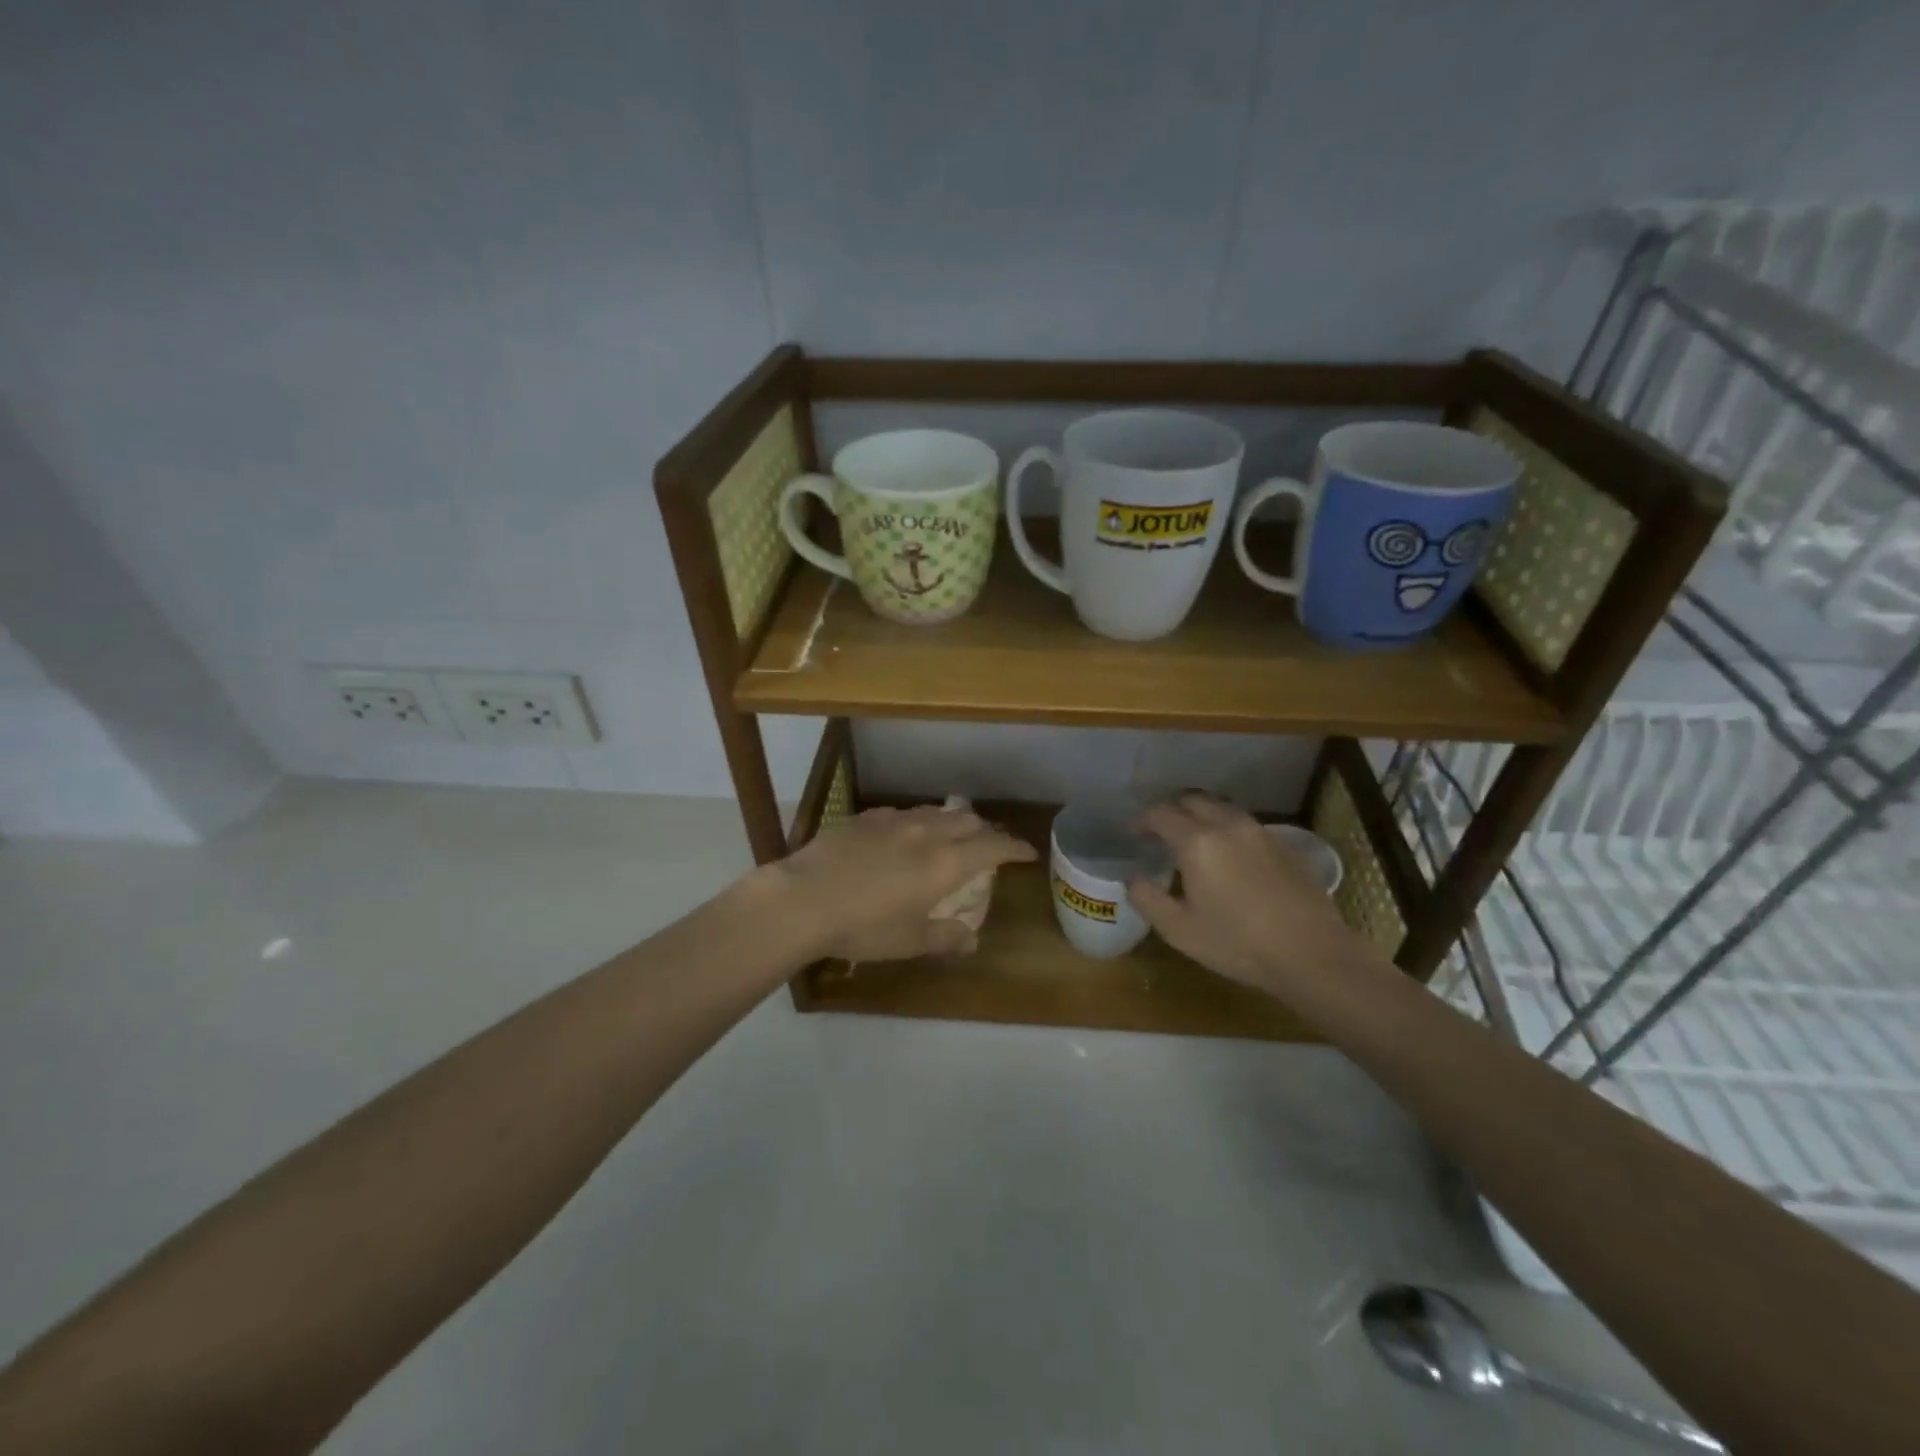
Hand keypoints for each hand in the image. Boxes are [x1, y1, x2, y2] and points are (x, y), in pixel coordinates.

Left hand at [769, 805, 1036, 962]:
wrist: (802, 899)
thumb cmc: (862, 927)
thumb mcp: (908, 940)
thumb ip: (945, 937)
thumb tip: (972, 941)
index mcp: (945, 862)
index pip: (994, 846)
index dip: (1015, 848)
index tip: (1027, 853)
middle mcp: (926, 832)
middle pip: (968, 821)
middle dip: (986, 831)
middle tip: (989, 847)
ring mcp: (894, 820)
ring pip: (936, 812)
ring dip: (952, 822)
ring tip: (951, 836)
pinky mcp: (865, 817)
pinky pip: (903, 813)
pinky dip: (918, 822)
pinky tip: (904, 836)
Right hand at [1127, 794, 1356, 990]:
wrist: (1312, 954)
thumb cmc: (1238, 943)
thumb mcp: (1179, 930)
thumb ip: (1148, 899)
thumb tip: (1133, 879)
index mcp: (1197, 842)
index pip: (1161, 814)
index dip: (1142, 820)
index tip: (1133, 833)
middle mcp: (1228, 826)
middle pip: (1193, 800)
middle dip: (1172, 810)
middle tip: (1160, 832)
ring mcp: (1260, 832)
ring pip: (1222, 809)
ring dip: (1201, 816)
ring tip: (1194, 840)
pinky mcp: (1284, 845)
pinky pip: (1246, 825)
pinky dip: (1227, 829)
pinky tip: (1230, 856)